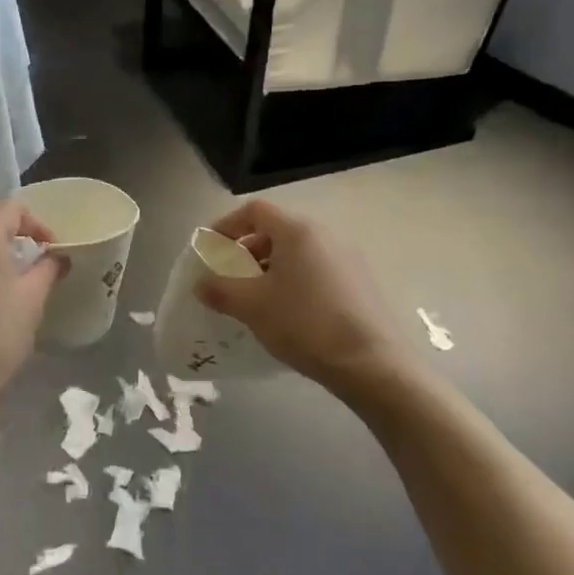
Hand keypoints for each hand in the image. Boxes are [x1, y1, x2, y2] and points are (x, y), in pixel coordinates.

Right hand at [196, 200, 405, 391]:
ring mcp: (348, 257)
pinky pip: (317, 269)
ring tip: (257, 298)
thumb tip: (201, 284)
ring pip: (298, 251)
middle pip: (277, 230)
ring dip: (271, 267)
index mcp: (298, 231)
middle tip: (230, 276)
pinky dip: (295, 280)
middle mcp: (325, 234)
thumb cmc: (305, 324)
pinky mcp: (361, 282)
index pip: (255, 211)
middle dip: (247, 250)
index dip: (227, 225)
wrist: (372, 363)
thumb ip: (220, 290)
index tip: (211, 249)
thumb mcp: (252, 306)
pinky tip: (289, 312)